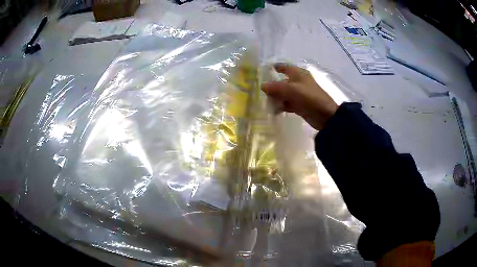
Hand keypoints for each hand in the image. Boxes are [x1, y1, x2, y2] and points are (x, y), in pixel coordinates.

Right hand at [261, 63, 337, 129]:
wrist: (325, 115)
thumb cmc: (309, 97)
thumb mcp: (291, 90)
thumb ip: (276, 87)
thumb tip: (262, 86)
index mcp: (298, 74)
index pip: (284, 67)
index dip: (275, 67)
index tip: (263, 71)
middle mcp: (298, 82)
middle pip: (282, 81)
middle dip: (272, 86)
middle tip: (260, 91)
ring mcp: (299, 94)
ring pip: (284, 93)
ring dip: (275, 97)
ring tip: (265, 102)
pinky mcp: (300, 105)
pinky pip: (287, 103)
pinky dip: (281, 106)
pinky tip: (274, 110)